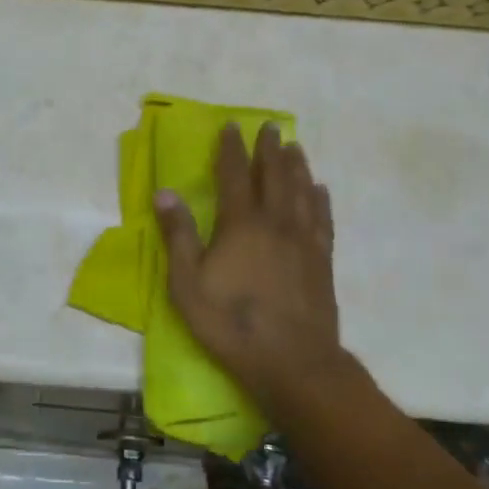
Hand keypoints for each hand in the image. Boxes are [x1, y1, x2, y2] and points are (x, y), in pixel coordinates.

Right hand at [153, 122, 345, 413]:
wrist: (293, 362)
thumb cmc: (232, 323)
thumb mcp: (188, 284)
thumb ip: (178, 236)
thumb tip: (165, 193)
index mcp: (240, 224)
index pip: (234, 175)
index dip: (231, 149)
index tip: (232, 127)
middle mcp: (275, 222)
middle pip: (273, 175)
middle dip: (269, 149)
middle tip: (270, 127)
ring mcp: (304, 240)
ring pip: (301, 191)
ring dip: (296, 166)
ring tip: (294, 147)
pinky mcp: (322, 260)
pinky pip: (322, 219)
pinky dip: (319, 200)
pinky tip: (319, 191)